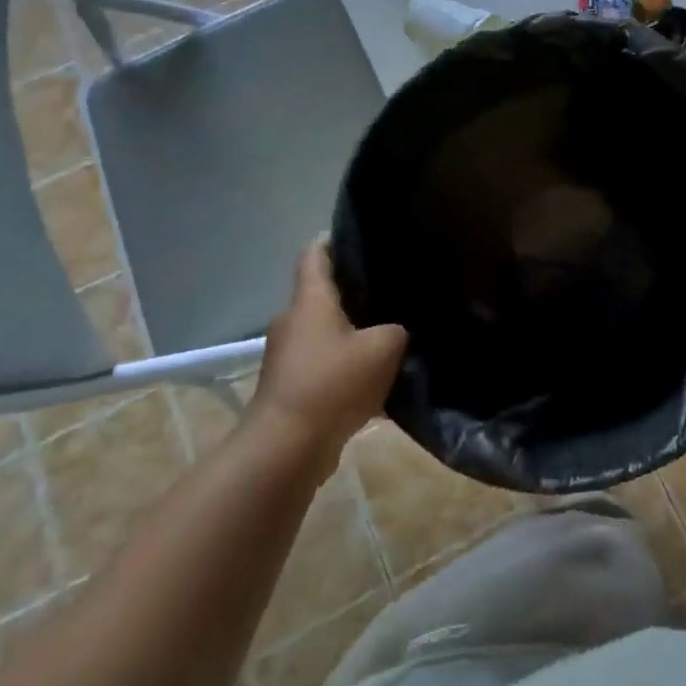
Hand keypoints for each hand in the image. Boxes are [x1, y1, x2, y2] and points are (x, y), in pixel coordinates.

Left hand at [247, 240, 407, 459]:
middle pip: (324, 295)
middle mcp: (294, 321)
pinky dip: (347, 366)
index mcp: (310, 301)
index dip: (334, 240)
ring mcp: (289, 356)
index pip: (315, 255)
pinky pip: (325, 365)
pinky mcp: (291, 387)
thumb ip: (397, 330)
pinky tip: (377, 377)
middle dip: (355, 292)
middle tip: (392, 290)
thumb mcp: (384, 347)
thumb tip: (397, 330)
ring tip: (391, 333)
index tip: (361, 237)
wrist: (287, 448)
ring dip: (353, 333)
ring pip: (327, 333)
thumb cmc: (333, 382)